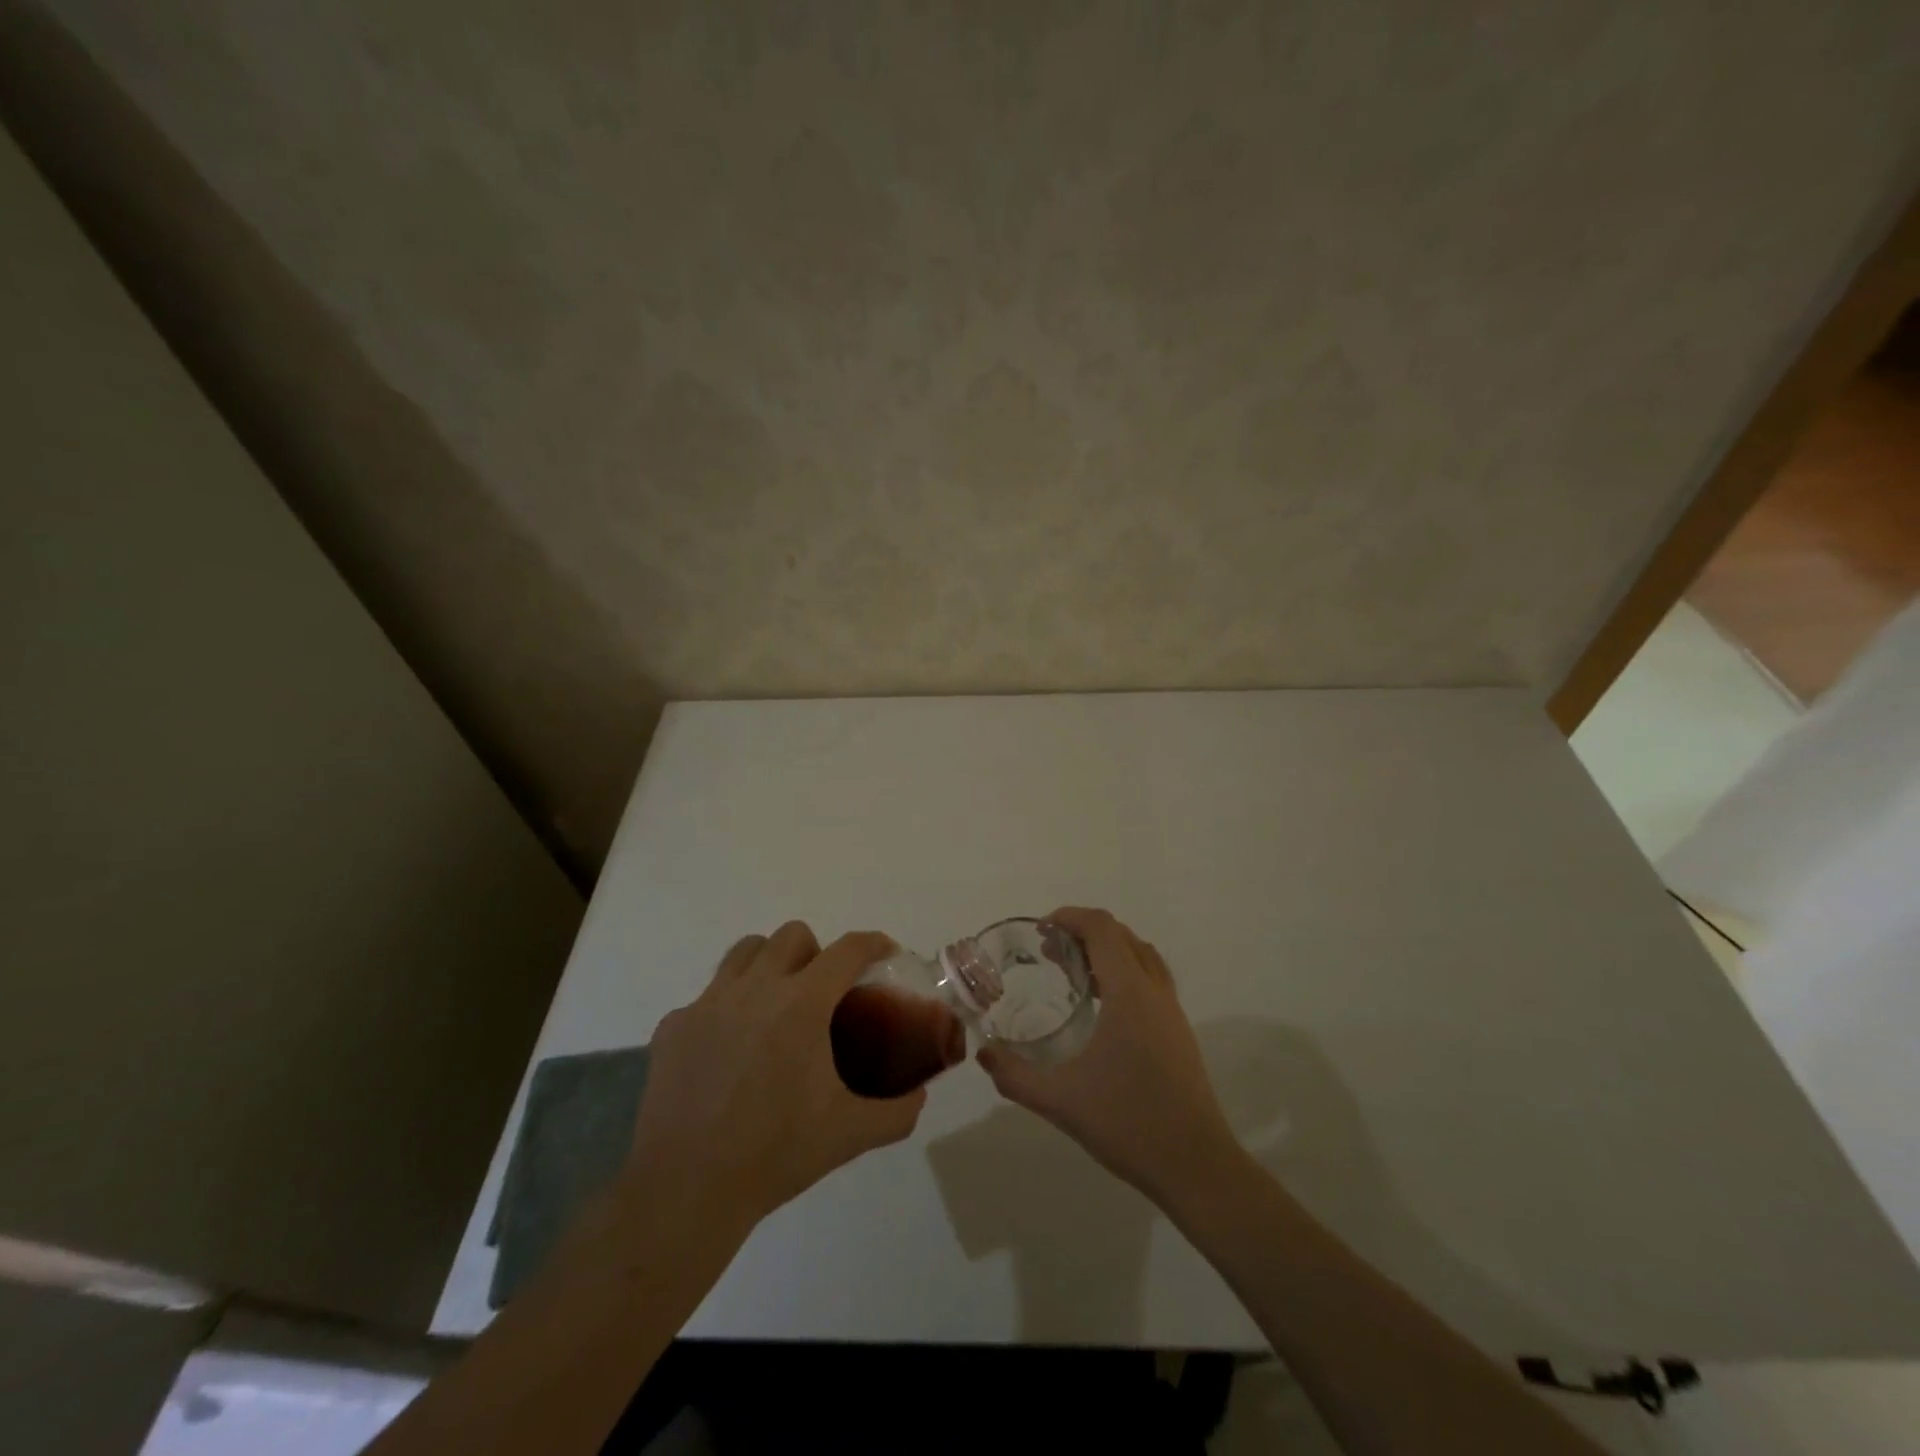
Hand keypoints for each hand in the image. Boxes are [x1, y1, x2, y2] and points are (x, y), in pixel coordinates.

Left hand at [624, 923, 924, 1232]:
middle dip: (816, 953)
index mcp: (802, 1004)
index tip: (884, 954)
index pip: (847, 950)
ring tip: (775, 1004)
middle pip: (792, 936)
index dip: (873, 943)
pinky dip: (726, 1009)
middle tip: (823, 992)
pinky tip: (728, 1051)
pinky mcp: (674, 1026)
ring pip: (745, 952)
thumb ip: (896, 1112)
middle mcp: (755, 988)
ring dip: (769, 964)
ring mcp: (708, 1003)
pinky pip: (707, 997)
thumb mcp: (850, 1135)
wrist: (686, 1190)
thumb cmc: (775, 1154)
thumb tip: (919, 1095)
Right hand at [978, 907, 1239, 1201]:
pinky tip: (1103, 1008)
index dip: (1071, 917)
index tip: (1042, 929)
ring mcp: (1172, 1011)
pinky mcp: (1179, 1032)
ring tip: (1075, 974)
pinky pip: (1151, 979)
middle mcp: (1154, 991)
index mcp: (1129, 993)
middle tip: (1050, 952)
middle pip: (1122, 936)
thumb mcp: (1060, 1100)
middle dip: (1084, 932)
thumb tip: (984, 1054)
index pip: (1102, 929)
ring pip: (1141, 956)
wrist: (1196, 1166)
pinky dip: (1125, 972)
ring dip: (1108, 950)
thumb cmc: (1128, 1123)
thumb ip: (1015, 1076)